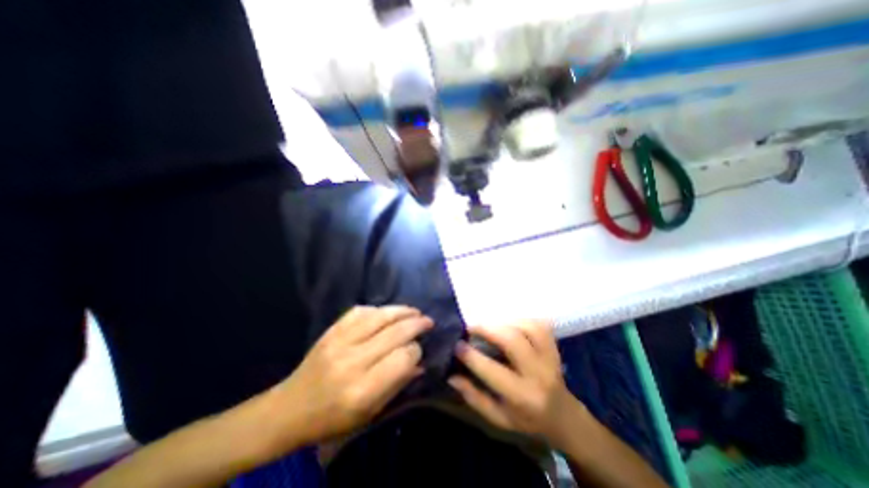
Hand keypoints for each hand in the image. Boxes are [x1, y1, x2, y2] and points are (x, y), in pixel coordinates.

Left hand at [274, 307, 430, 447]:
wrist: (289, 409)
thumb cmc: (333, 419)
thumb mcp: (370, 413)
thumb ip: (398, 385)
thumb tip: (420, 362)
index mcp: (363, 389)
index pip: (403, 358)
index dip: (417, 350)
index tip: (420, 349)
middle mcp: (353, 361)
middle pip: (395, 333)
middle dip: (416, 324)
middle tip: (428, 321)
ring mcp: (340, 342)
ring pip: (380, 316)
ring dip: (402, 310)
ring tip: (414, 311)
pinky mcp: (331, 331)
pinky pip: (360, 311)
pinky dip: (378, 309)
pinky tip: (387, 313)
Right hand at [448, 320, 582, 448]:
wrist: (562, 416)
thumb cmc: (527, 419)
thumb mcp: (498, 417)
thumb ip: (474, 396)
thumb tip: (451, 375)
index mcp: (523, 396)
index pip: (493, 371)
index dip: (472, 355)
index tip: (457, 344)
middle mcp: (539, 373)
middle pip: (512, 341)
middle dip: (487, 329)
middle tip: (470, 327)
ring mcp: (550, 356)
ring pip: (527, 327)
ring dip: (504, 322)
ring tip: (489, 325)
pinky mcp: (554, 345)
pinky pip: (538, 324)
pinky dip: (520, 320)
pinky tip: (508, 324)